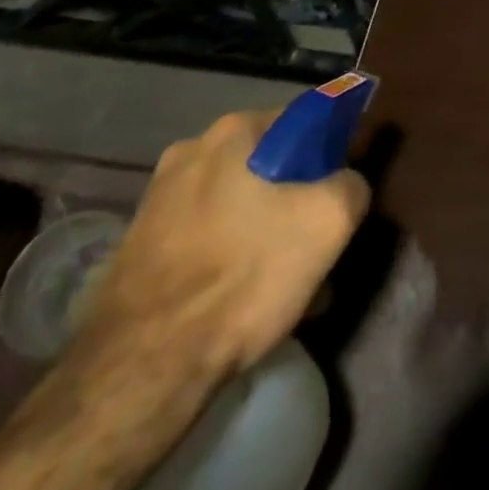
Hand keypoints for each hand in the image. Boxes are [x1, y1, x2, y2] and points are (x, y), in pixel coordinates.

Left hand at [80, 110, 369, 381]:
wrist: (143, 368)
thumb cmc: (243, 276)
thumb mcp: (328, 222)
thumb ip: (351, 184)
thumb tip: (346, 182)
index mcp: (234, 130)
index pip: (302, 121)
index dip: (329, 153)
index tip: (338, 194)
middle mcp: (191, 149)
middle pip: (267, 164)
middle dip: (293, 198)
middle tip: (311, 244)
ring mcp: (157, 198)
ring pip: (235, 204)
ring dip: (261, 230)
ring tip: (278, 282)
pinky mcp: (137, 245)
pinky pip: (203, 236)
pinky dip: (226, 257)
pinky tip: (238, 300)